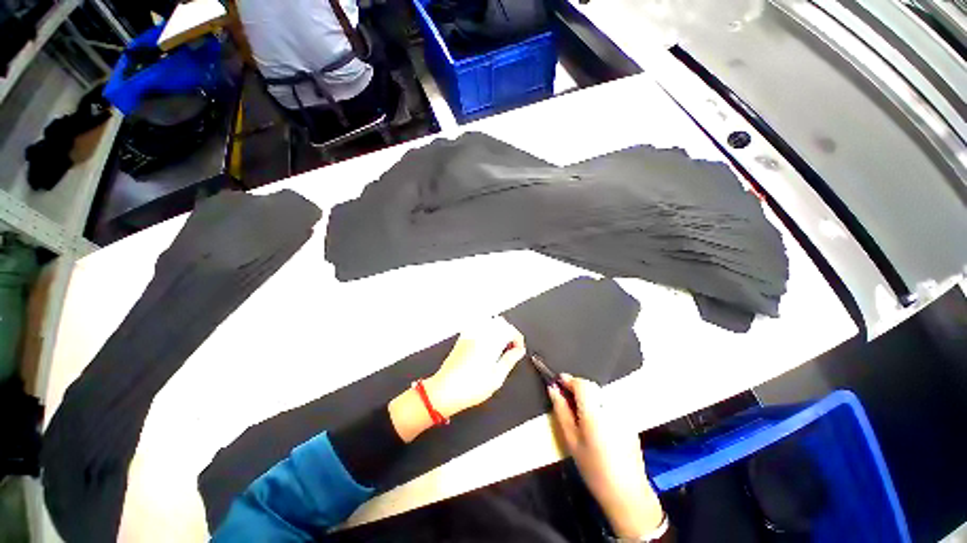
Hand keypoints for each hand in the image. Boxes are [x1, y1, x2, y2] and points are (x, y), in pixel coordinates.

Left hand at [425, 317, 525, 418]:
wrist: (444, 391)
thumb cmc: (469, 387)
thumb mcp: (497, 378)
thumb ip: (510, 360)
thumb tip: (519, 351)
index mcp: (490, 342)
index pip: (510, 330)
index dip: (518, 339)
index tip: (519, 350)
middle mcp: (480, 334)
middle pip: (501, 322)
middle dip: (510, 332)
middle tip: (512, 348)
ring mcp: (470, 334)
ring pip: (489, 321)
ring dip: (499, 330)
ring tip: (501, 347)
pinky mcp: (463, 338)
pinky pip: (478, 326)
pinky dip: (487, 331)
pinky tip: (488, 345)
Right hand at [549, 375, 664, 539]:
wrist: (627, 493)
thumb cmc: (594, 469)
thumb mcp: (571, 441)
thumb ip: (561, 411)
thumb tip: (553, 389)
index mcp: (594, 411)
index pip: (581, 383)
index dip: (568, 380)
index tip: (558, 383)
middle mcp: (611, 407)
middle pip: (591, 386)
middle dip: (577, 387)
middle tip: (565, 400)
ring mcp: (623, 413)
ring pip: (601, 393)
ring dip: (588, 396)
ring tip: (579, 412)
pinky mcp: (630, 420)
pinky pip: (610, 403)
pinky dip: (599, 405)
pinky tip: (596, 423)